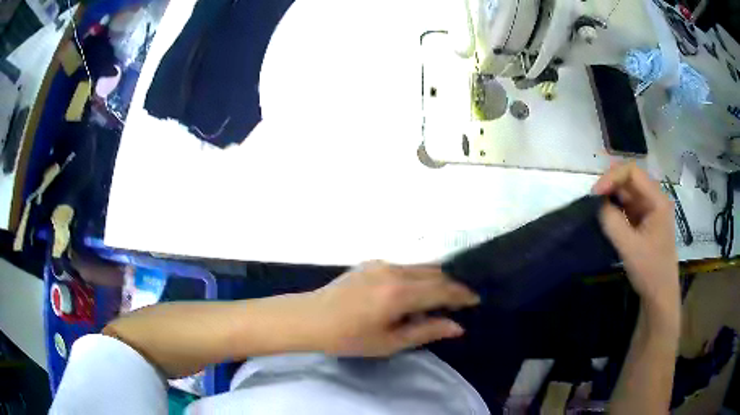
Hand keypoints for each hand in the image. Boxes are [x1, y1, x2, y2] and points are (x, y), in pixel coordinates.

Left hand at [305, 261, 478, 356]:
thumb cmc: (349, 337)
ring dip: (434, 280)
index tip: (475, 300)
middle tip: (458, 303)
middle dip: (450, 287)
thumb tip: (457, 326)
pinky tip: (411, 294)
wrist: (310, 318)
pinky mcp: (371, 262)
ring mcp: (382, 263)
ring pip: (421, 267)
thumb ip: (426, 331)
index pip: (443, 289)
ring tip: (436, 301)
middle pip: (435, 273)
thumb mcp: (390, 342)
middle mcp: (395, 270)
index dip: (462, 295)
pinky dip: (417, 277)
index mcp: (400, 293)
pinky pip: (405, 266)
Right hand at [593, 163, 679, 315]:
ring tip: (597, 209)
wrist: (660, 295)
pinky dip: (616, 209)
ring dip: (612, 197)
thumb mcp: (630, 247)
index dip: (612, 177)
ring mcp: (650, 210)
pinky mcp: (645, 221)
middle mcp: (655, 199)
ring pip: (627, 193)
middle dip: (610, 186)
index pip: (632, 172)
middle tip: (593, 201)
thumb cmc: (650, 271)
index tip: (595, 194)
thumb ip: (612, 222)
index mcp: (657, 200)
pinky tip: (606, 217)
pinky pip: (628, 206)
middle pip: (630, 180)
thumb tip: (597, 203)